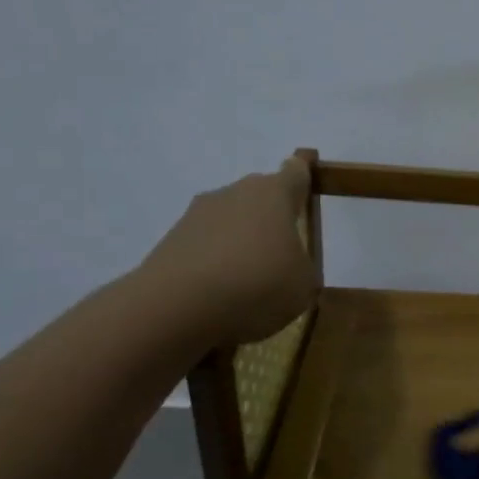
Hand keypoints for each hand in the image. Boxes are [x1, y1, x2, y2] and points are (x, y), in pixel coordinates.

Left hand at [137, 158, 320, 344]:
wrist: (177, 307)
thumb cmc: (258, 283)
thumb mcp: (304, 284)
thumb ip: (302, 266)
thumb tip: (288, 265)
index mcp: (274, 193)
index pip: (296, 171)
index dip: (304, 178)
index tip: (308, 188)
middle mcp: (235, 192)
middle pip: (260, 197)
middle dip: (271, 219)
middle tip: (283, 254)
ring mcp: (197, 214)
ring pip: (230, 221)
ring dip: (241, 242)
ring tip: (250, 283)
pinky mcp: (170, 240)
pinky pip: (205, 246)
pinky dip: (215, 264)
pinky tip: (220, 295)